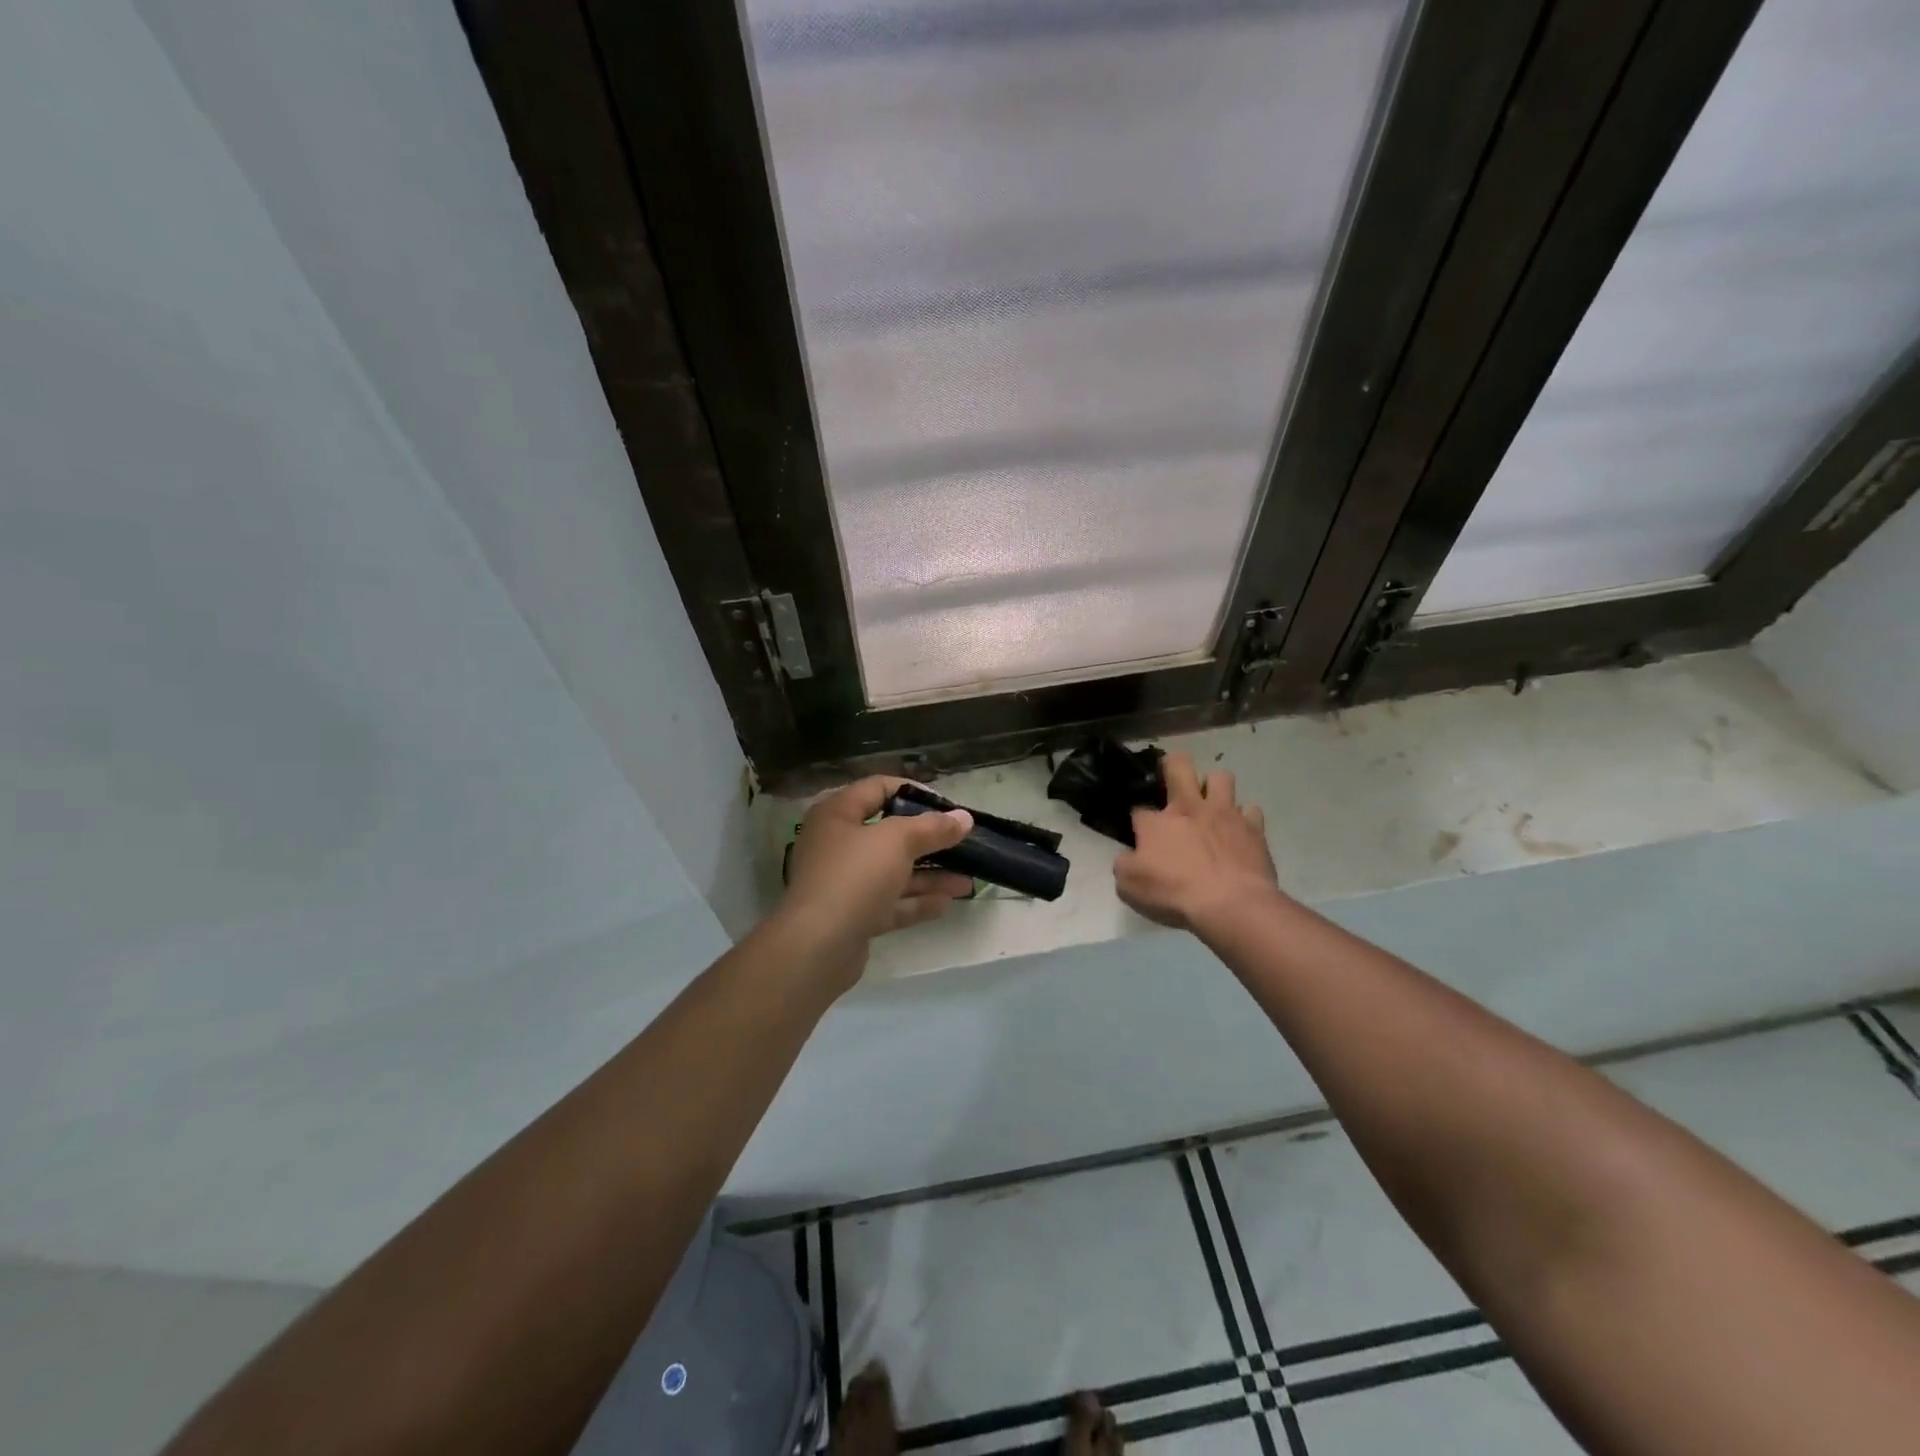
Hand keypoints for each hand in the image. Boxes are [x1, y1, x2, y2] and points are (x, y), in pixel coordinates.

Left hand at [778, 776, 974, 984]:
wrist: (818, 946)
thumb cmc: (854, 876)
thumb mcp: (897, 841)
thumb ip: (932, 828)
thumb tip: (964, 818)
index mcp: (838, 814)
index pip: (878, 788)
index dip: (914, 792)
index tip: (948, 806)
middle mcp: (838, 844)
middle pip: (889, 834)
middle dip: (929, 840)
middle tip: (963, 844)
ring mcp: (844, 882)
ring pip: (893, 872)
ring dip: (930, 875)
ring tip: (967, 880)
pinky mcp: (853, 916)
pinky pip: (890, 902)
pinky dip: (916, 901)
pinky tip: (946, 902)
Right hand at [1114, 753, 1280, 931]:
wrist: (1232, 905)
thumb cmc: (1175, 894)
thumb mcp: (1129, 886)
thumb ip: (1124, 865)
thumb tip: (1128, 856)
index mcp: (1156, 822)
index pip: (1139, 811)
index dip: (1138, 823)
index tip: (1141, 837)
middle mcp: (1189, 808)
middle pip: (1179, 765)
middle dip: (1173, 765)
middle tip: (1172, 780)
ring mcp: (1224, 814)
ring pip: (1220, 777)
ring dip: (1214, 786)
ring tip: (1212, 805)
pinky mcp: (1253, 828)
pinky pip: (1251, 810)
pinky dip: (1245, 817)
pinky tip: (1240, 830)